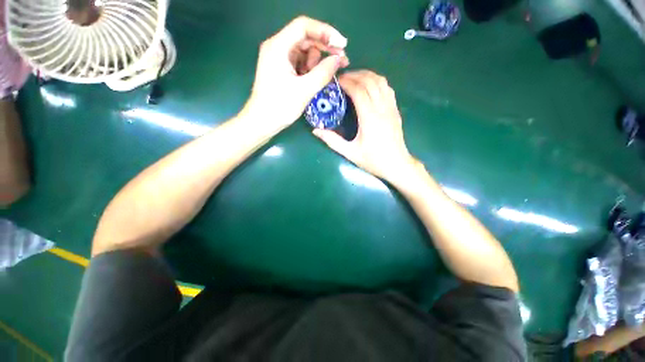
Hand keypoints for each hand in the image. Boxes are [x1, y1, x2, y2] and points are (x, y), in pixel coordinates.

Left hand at [241, 16, 349, 129]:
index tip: (342, 44)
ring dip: (316, 62)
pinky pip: (300, 63)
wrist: (262, 122)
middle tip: (341, 61)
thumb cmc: (280, 106)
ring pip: (304, 51)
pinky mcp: (281, 69)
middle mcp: (277, 47)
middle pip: (305, 38)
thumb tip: (338, 59)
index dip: (325, 32)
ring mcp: (279, 58)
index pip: (304, 27)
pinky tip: (313, 81)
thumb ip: (323, 72)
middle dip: (324, 48)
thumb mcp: (304, 90)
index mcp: (278, 46)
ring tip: (318, 79)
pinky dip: (310, 70)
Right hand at [313, 70, 415, 183]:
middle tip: (342, 79)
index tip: (335, 81)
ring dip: (367, 75)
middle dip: (354, 75)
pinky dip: (377, 82)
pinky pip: (387, 88)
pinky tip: (369, 87)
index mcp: (370, 118)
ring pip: (381, 81)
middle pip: (370, 81)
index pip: (358, 90)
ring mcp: (391, 108)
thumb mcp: (350, 153)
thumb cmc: (373, 160)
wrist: (396, 165)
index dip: (346, 82)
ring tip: (354, 79)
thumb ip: (332, 140)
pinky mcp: (395, 110)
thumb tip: (316, 130)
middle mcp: (382, 108)